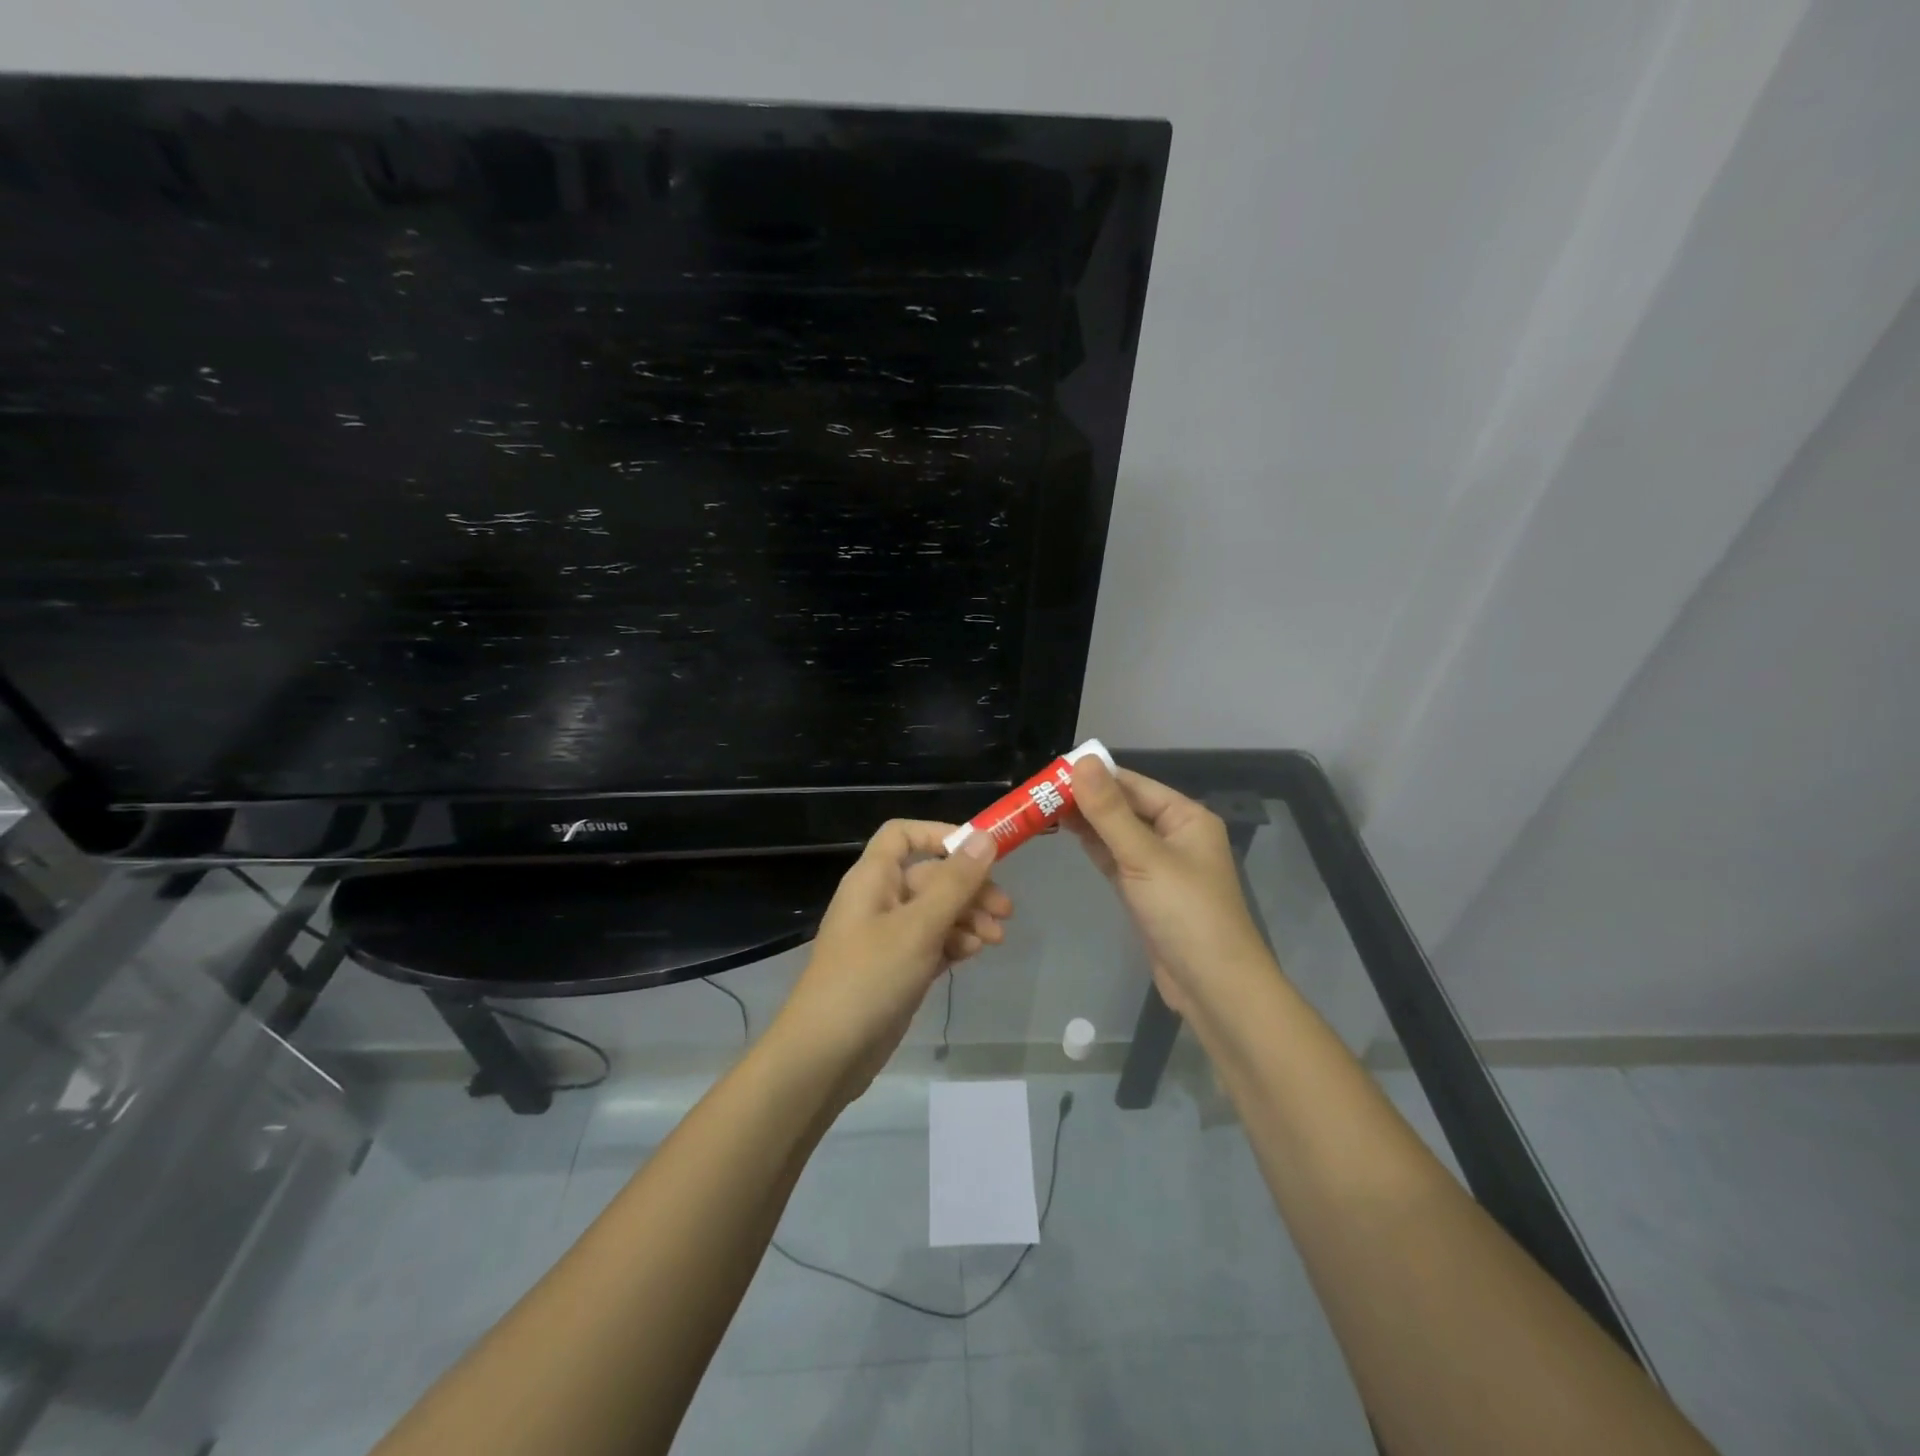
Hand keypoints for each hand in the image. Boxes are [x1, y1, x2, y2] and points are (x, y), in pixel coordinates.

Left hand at [771, 821, 1006, 1096]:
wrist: (826, 1055)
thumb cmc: (870, 978)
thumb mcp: (919, 927)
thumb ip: (955, 883)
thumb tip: (984, 837)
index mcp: (873, 878)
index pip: (903, 835)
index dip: (941, 835)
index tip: (980, 852)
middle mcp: (879, 900)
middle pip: (930, 876)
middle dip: (969, 888)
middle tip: (1006, 910)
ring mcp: (887, 937)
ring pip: (935, 912)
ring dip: (968, 918)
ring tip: (996, 939)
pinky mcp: (896, 969)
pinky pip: (931, 942)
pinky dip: (954, 943)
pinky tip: (974, 954)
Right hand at [1067, 758, 1271, 1016]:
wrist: (1213, 986)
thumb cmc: (1185, 912)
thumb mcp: (1144, 856)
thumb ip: (1109, 811)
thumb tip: (1083, 760)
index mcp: (1186, 817)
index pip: (1132, 784)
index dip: (1094, 775)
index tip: (1051, 770)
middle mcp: (1175, 834)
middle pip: (1124, 807)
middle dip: (1085, 799)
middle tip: (1037, 791)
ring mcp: (1160, 865)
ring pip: (1117, 833)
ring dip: (1086, 822)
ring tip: (1042, 808)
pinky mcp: (1146, 891)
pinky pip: (1116, 858)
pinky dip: (1094, 847)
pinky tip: (1066, 834)